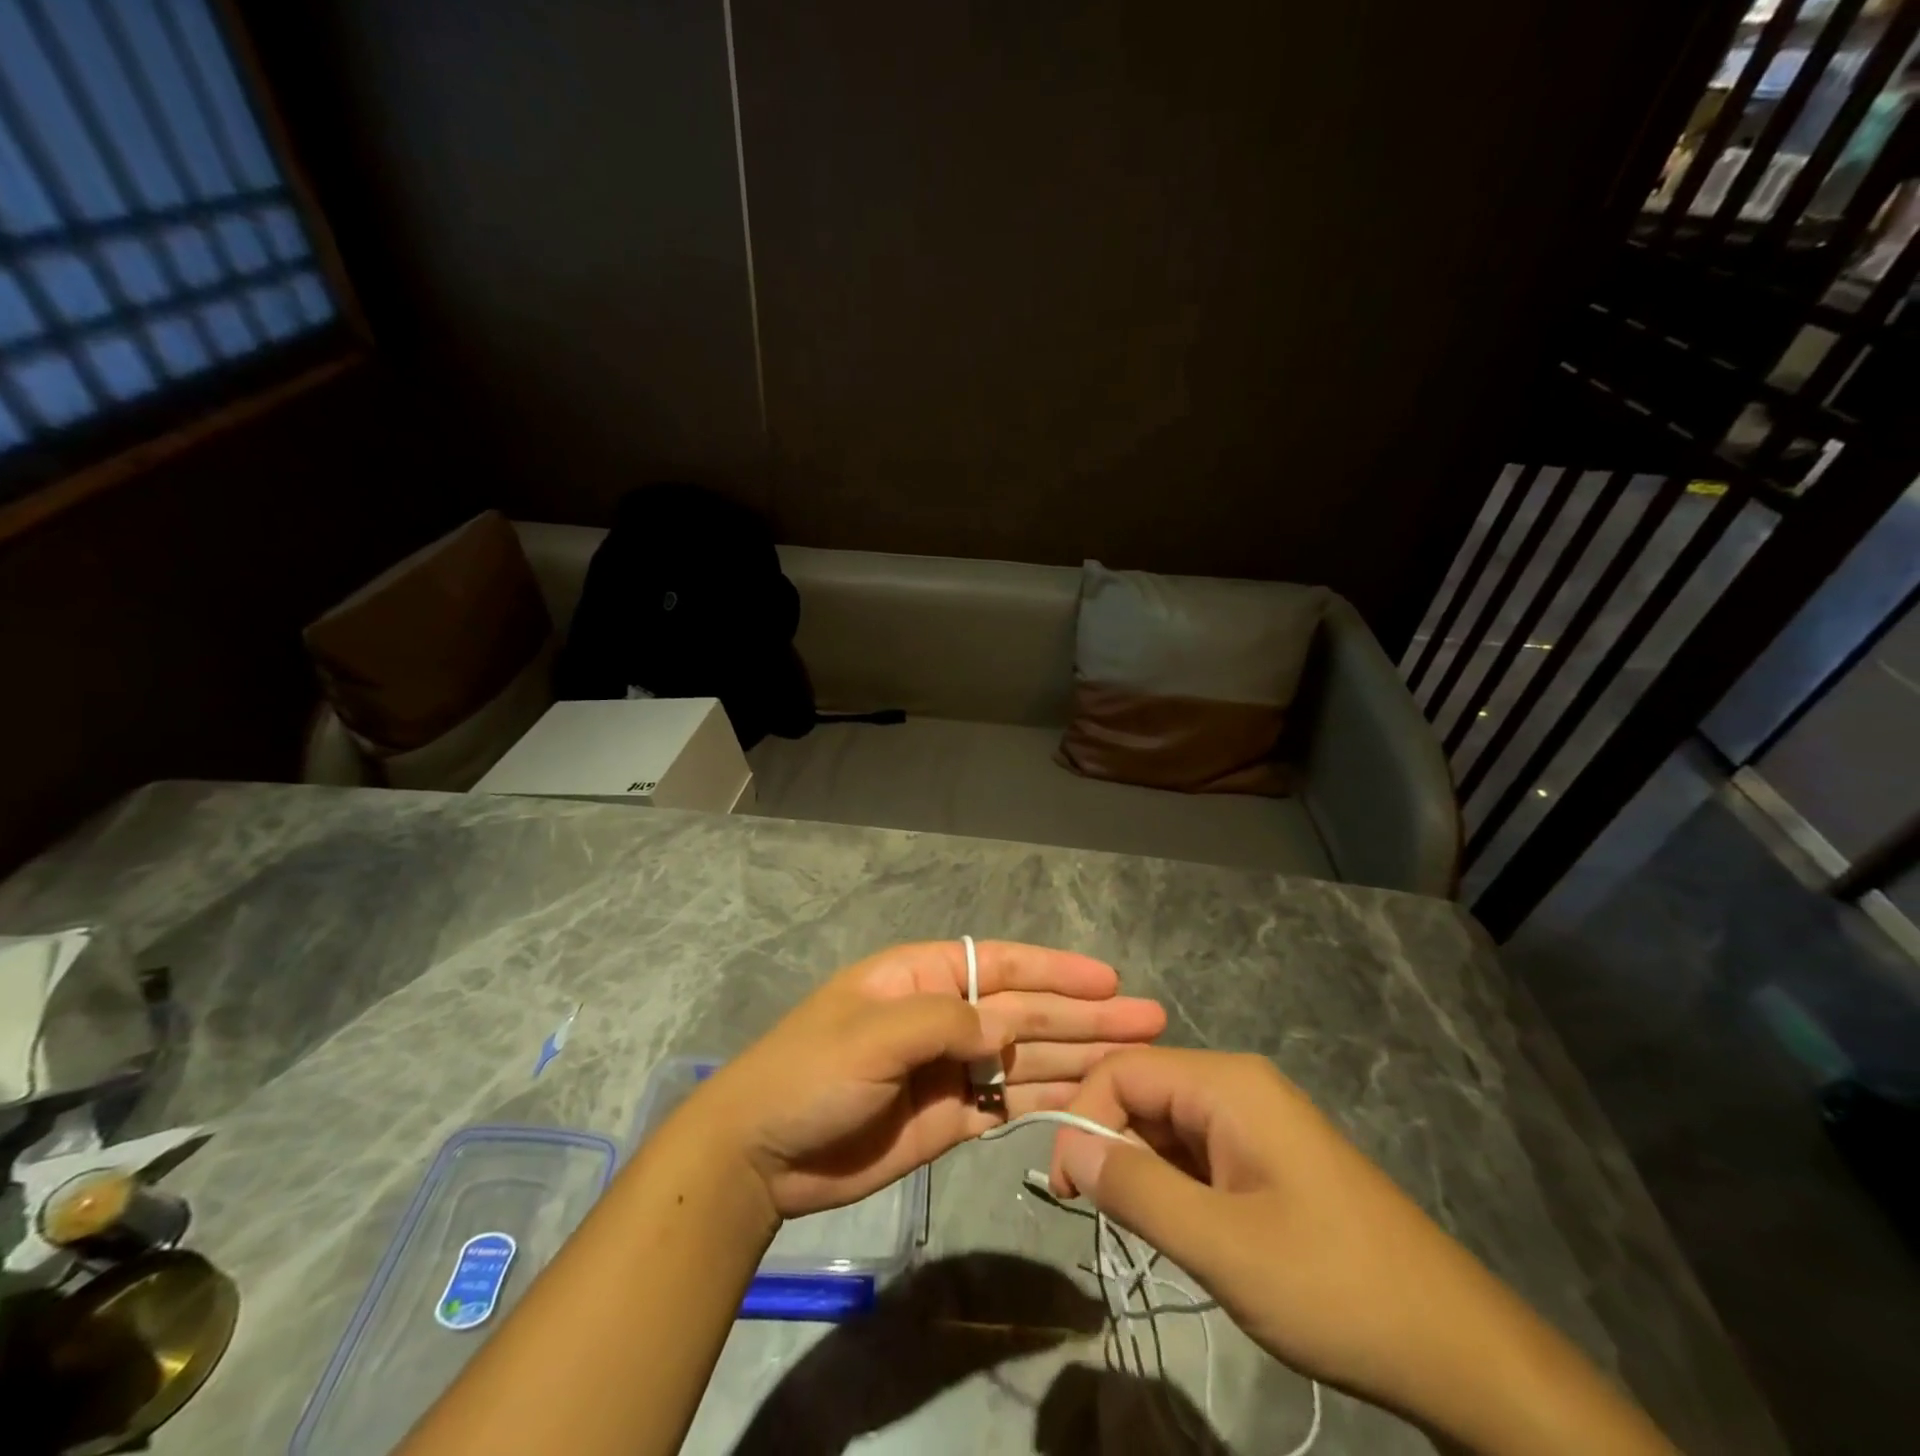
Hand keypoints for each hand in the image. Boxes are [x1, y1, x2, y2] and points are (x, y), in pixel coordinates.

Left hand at [688, 941, 1165, 1218]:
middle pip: (1026, 1011)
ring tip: (1136, 1059)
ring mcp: (951, 1070)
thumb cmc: (811, 1072)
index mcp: (923, 978)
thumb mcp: (874, 1032)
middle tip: (1149, 1019)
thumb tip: (1006, 1028)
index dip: (1057, 970)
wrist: (763, 1153)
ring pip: (1026, 1058)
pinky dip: (1049, 1101)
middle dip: (1085, 1014)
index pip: (1003, 965)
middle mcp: (945, 1016)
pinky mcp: (951, 1119)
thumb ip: (946, 1022)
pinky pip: (1010, 1104)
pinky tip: (1091, 1101)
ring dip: (1078, 1056)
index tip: (1109, 979)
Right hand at [1049, 1049, 1678, 1455]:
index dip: (1082, 1118)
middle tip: (1097, 1215)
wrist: (1459, 1350)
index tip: (1065, 1190)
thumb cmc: (1334, 1287)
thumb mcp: (1220, 1245)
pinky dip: (1173, 1181)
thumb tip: (1066, 1143)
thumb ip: (1134, 1188)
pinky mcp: (1270, 1156)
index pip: (1124, 1071)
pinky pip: (1199, 1149)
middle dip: (1109, 1142)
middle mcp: (1240, 1086)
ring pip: (1169, 1123)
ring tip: (1138, 1228)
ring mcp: (1259, 1121)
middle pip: (1145, 1091)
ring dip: (1140, 1167)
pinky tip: (1179, 1227)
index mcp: (1227, 1084)